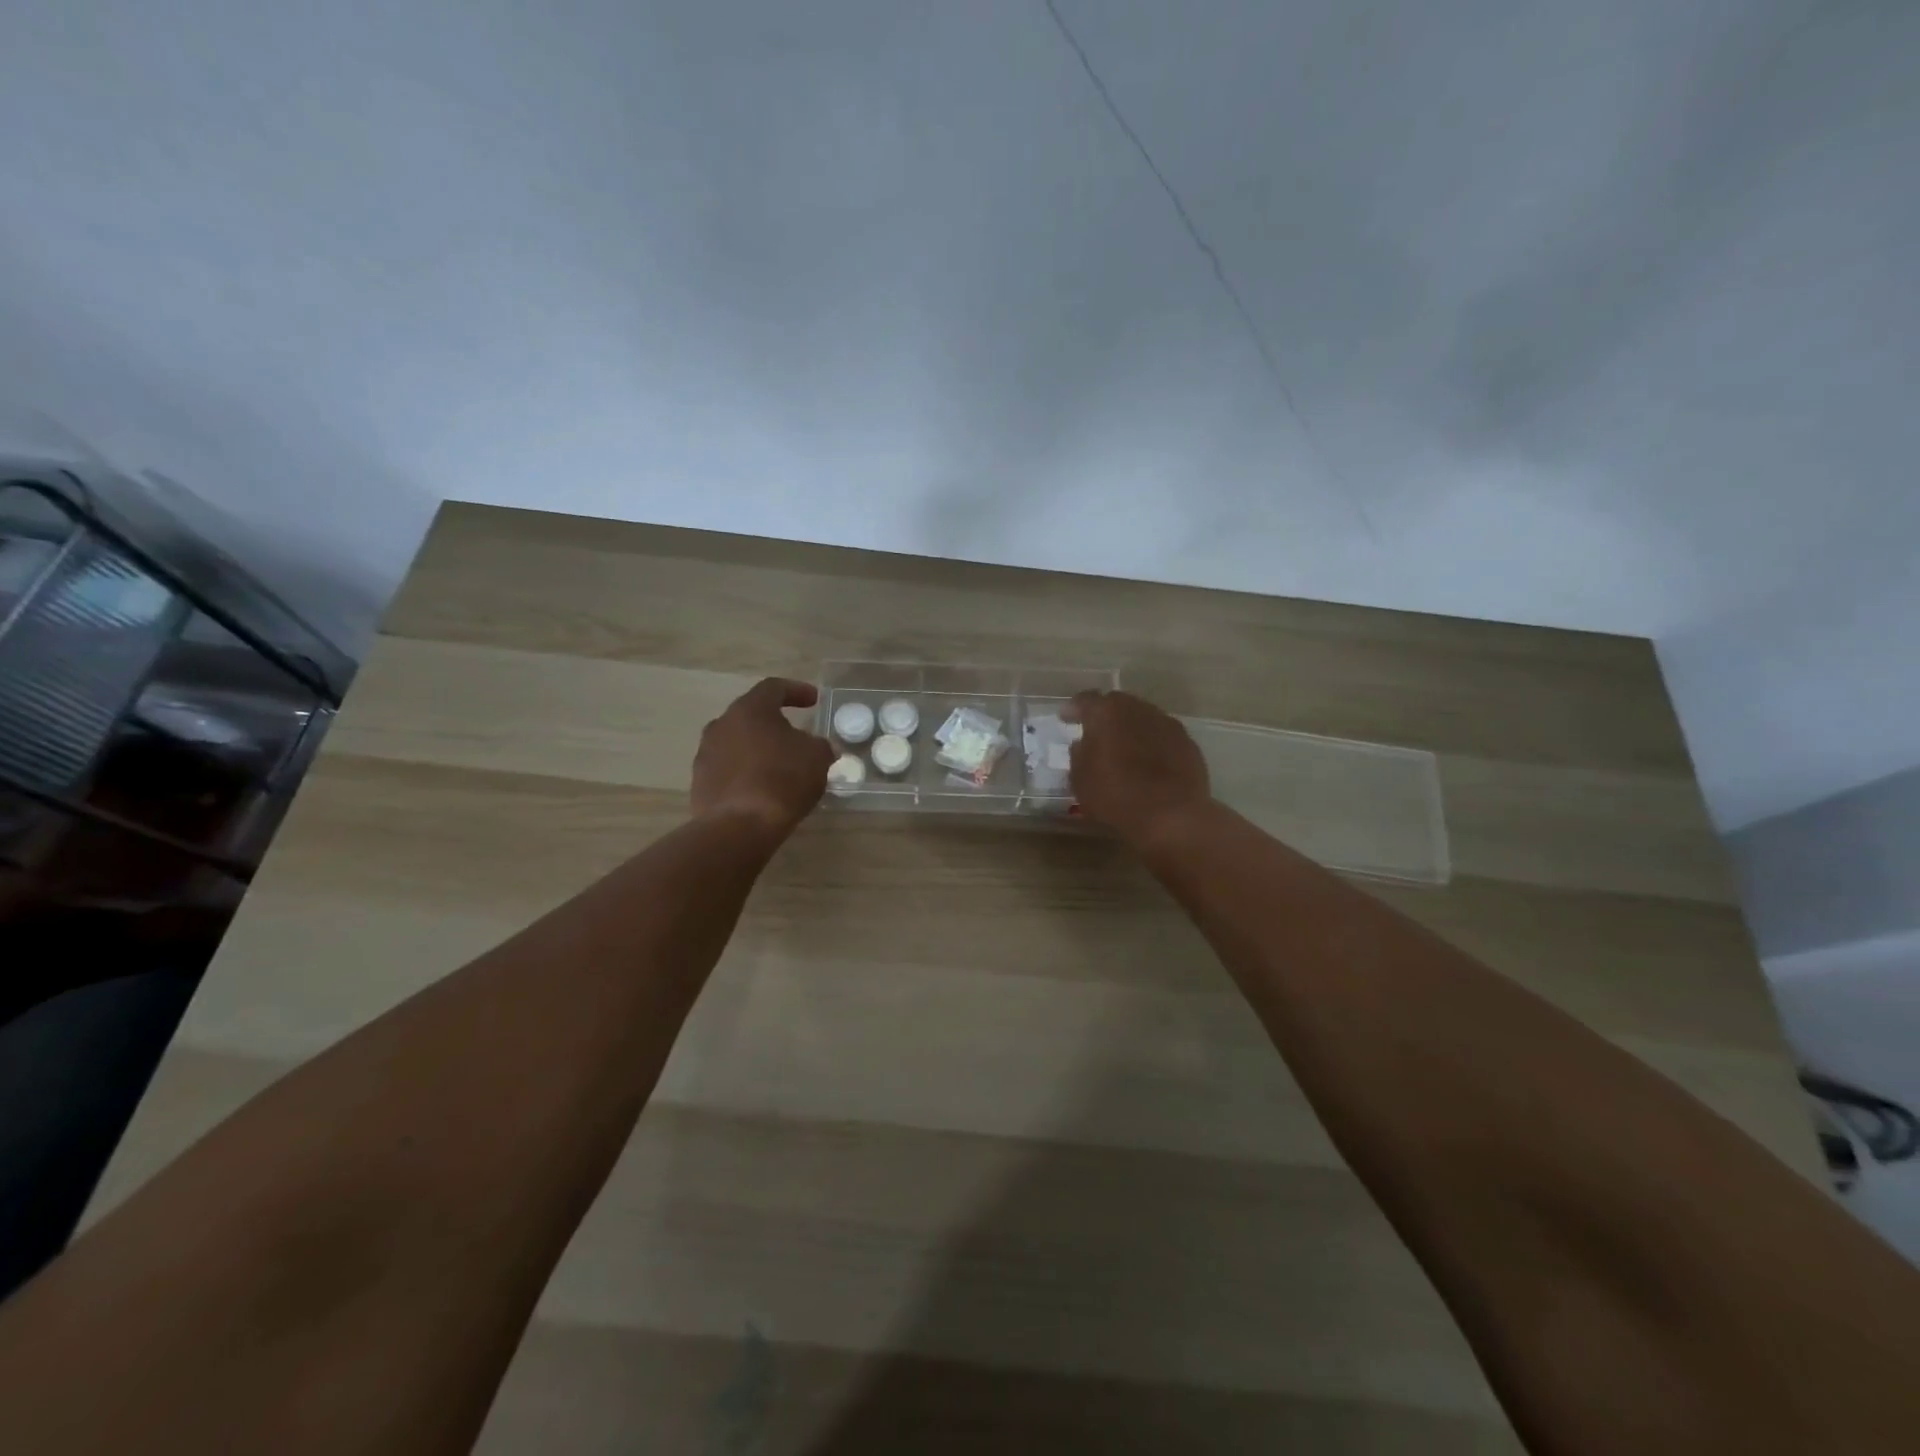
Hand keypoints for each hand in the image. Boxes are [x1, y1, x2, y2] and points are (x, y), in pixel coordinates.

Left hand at [691, 678, 835, 837]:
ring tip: (778, 765)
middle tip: (794, 735)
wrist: (739, 826)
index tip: (813, 700)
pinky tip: (761, 788)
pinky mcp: (700, 782)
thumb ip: (820, 746)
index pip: (773, 688)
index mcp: (750, 709)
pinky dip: (745, 772)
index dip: (796, 690)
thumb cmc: (783, 780)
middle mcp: (722, 724)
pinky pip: (728, 769)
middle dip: (774, 723)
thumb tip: (820, 747)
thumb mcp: (817, 757)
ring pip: (737, 742)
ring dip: (757, 749)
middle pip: (751, 715)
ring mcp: (706, 754)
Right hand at [1067, 690, 1212, 849]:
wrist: (1172, 815)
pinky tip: (1149, 762)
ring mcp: (1166, 723)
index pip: (1085, 700)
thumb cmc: (1116, 797)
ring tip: (1124, 747)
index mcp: (1105, 713)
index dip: (1073, 709)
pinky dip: (1152, 743)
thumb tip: (1083, 744)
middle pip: (1116, 703)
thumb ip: (1078, 755)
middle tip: (1096, 732)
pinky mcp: (1187, 742)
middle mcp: (1137, 709)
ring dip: (1130, 727)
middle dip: (1105, 715)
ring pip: (1142, 717)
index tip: (1066, 718)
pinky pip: (1162, 735)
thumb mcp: (1080, 780)